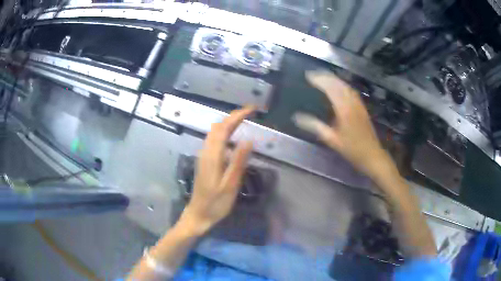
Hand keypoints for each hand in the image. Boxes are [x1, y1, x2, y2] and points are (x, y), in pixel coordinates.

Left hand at [179, 106, 254, 235]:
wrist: (198, 214)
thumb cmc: (215, 203)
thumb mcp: (230, 185)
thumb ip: (238, 161)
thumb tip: (248, 140)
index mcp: (212, 156)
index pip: (224, 128)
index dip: (237, 116)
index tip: (252, 110)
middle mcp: (206, 151)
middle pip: (217, 127)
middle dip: (233, 116)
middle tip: (251, 113)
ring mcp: (203, 156)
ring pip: (214, 132)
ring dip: (228, 123)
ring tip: (244, 121)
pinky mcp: (204, 161)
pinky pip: (214, 140)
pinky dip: (225, 132)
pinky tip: (233, 138)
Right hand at [293, 70, 396, 180]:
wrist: (372, 155)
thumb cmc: (352, 149)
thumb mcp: (332, 139)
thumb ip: (315, 126)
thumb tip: (297, 117)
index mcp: (344, 109)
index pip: (330, 89)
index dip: (319, 80)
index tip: (308, 76)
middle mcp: (352, 103)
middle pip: (339, 84)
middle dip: (326, 76)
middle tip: (313, 74)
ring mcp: (359, 104)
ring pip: (346, 86)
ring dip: (334, 79)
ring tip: (323, 77)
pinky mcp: (362, 108)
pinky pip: (351, 91)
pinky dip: (342, 85)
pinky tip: (339, 87)